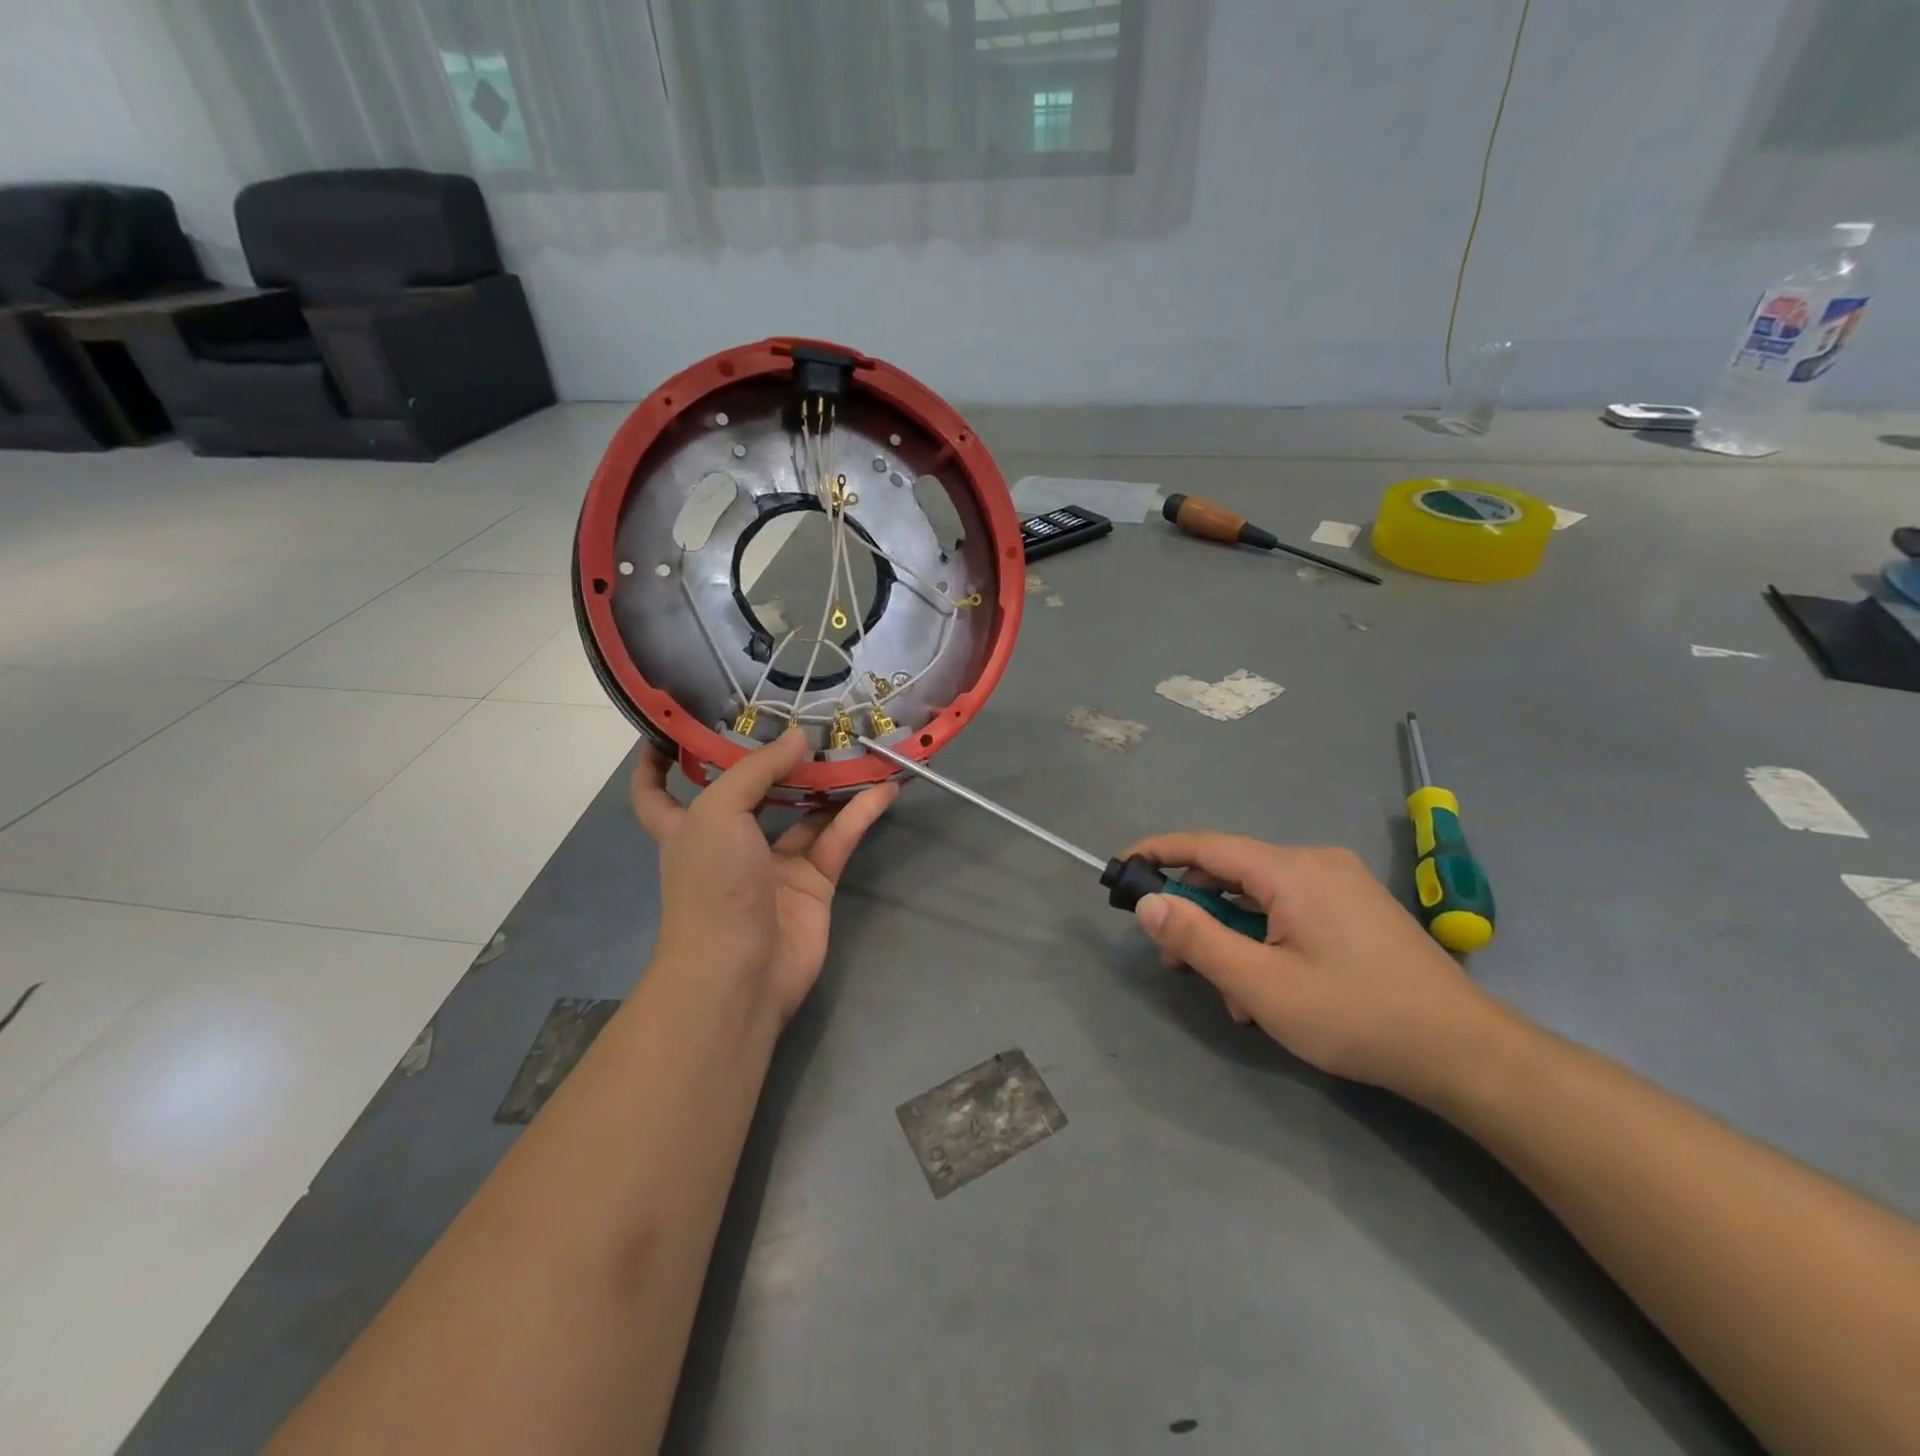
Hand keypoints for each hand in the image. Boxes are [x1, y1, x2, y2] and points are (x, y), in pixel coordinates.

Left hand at [631, 730, 897, 1024]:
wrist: (740, 971)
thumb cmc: (712, 886)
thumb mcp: (718, 813)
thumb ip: (757, 770)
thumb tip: (798, 740)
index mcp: (688, 826)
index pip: (657, 791)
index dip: (658, 761)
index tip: (674, 728)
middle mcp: (730, 841)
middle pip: (750, 791)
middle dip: (773, 760)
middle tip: (803, 720)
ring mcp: (774, 864)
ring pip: (804, 812)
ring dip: (828, 782)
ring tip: (855, 745)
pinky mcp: (814, 883)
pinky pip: (838, 838)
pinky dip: (861, 812)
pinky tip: (884, 786)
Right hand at [1125, 835, 1511, 1104]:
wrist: (1464, 1053)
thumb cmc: (1355, 1015)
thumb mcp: (1261, 984)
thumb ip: (1197, 939)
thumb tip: (1148, 902)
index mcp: (1291, 870)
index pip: (1206, 846)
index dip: (1158, 852)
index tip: (1122, 867)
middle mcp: (1315, 862)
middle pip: (1232, 874)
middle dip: (1197, 915)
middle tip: (1174, 961)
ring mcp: (1341, 884)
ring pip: (1261, 899)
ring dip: (1234, 939)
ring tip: (1235, 997)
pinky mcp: (1356, 908)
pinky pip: (1290, 911)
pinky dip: (1266, 941)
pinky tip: (1270, 991)